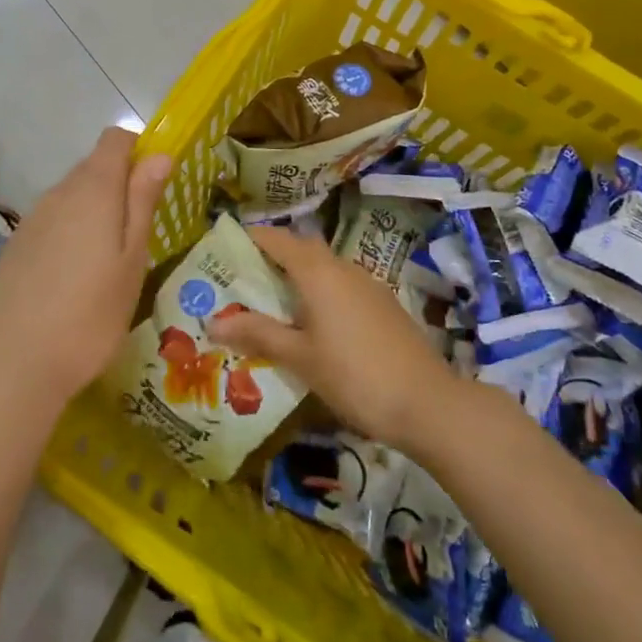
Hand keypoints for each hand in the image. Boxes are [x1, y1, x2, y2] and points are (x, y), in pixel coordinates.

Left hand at [0, 128, 171, 420]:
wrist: (15, 366)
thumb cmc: (91, 314)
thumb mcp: (132, 259)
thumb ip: (143, 201)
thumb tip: (158, 154)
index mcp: (93, 189)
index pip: (115, 139)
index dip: (139, 151)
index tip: (155, 185)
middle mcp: (58, 193)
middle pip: (94, 166)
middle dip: (120, 185)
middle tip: (139, 233)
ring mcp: (32, 219)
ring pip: (72, 195)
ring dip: (94, 210)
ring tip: (108, 260)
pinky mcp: (14, 245)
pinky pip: (51, 221)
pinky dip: (70, 232)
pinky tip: (74, 276)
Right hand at [210, 224, 461, 448]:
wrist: (427, 403)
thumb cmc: (354, 376)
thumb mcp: (300, 358)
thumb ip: (258, 335)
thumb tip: (214, 323)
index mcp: (318, 272)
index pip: (277, 239)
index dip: (250, 239)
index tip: (224, 250)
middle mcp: (343, 267)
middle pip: (301, 250)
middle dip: (271, 259)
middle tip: (241, 282)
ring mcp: (367, 284)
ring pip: (323, 269)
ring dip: (296, 279)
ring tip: (271, 307)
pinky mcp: (383, 304)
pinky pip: (341, 287)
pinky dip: (319, 295)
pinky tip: (312, 326)